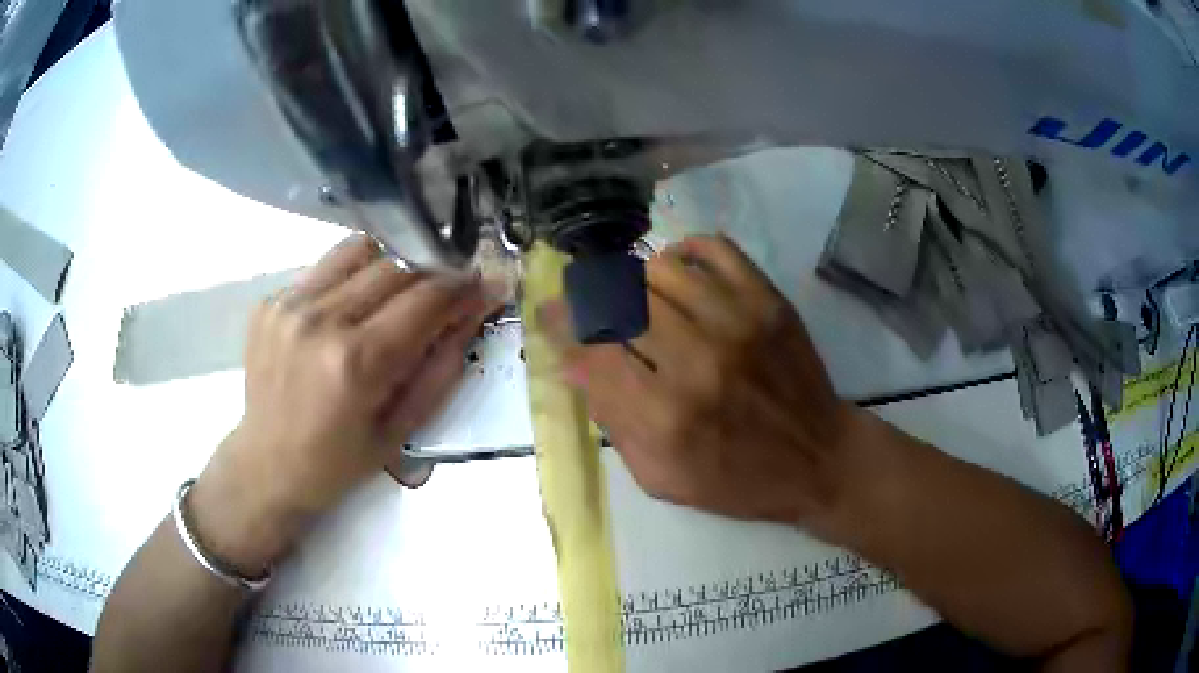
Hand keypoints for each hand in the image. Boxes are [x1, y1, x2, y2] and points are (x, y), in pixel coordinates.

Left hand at [189, 235, 497, 574]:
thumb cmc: (338, 461)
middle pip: (396, 265)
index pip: (426, 298)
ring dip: (391, 266)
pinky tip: (349, 311)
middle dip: (431, 275)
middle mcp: (320, 320)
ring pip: (360, 250)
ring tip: (395, 296)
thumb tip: (473, 312)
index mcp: (356, 362)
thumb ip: (441, 367)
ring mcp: (289, 304)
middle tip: (443, 296)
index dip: (463, 288)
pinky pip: (325, 268)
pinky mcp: (270, 300)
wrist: (267, 464)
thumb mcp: (402, 430)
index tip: (483, 286)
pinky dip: (351, 279)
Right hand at [542, 235, 863, 527]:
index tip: (549, 315)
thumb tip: (573, 362)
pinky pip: (714, 249)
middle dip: (589, 297)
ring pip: (659, 270)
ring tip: (635, 296)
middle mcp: (697, 362)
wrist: (818, 459)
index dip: (561, 326)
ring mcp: (738, 324)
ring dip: (634, 279)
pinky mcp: (768, 302)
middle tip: (586, 302)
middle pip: (619, 302)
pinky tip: (677, 269)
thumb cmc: (737, 480)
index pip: (591, 350)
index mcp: (665, 418)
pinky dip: (685, 250)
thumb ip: (613, 422)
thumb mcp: (662, 477)